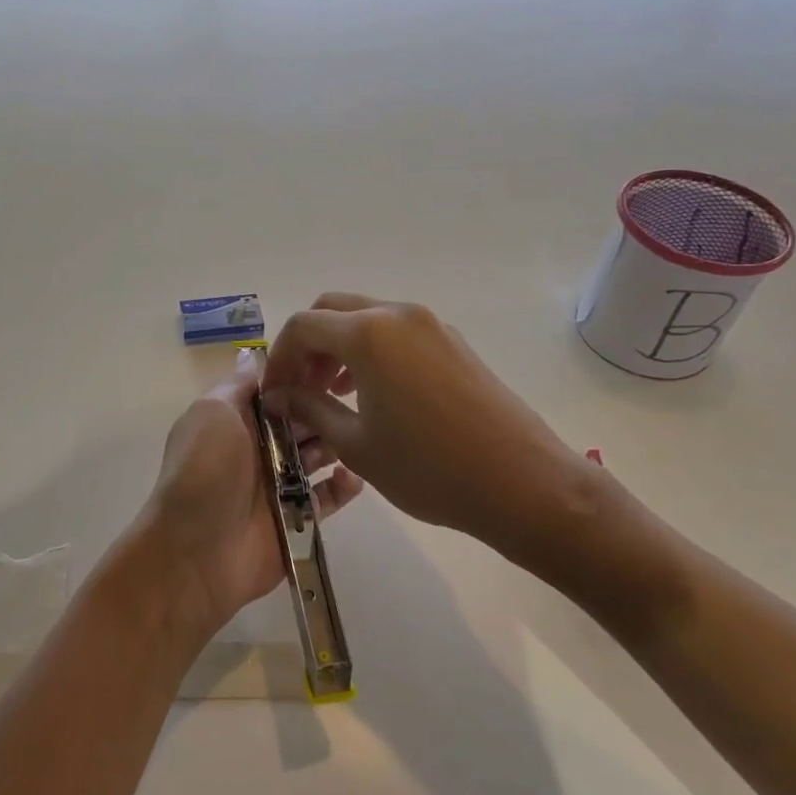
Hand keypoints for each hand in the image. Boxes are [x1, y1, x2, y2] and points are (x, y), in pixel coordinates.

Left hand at [139, 351, 363, 640]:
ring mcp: (278, 485)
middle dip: (324, 408)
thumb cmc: (204, 471)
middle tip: (357, 397)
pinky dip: (343, 486)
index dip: (301, 376)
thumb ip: (237, 385)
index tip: (335, 361)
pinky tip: (355, 476)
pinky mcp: (297, 518)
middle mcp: (258, 448)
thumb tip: (252, 355)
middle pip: (301, 420)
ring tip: (357, 433)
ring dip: (337, 443)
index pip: (275, 390)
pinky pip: (327, 498)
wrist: (195, 552)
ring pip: (318, 455)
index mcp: (236, 420)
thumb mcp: (213, 413)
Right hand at [261, 294, 601, 575]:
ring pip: (366, 318)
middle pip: (332, 310)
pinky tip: (370, 394)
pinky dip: (370, 351)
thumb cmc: (429, 469)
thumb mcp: (356, 445)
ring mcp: (431, 325)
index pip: (302, 326)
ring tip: (331, 394)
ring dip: (338, 347)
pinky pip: (396, 332)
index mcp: (369, 333)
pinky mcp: (453, 343)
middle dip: (307, 346)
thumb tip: (279, 396)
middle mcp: (399, 315)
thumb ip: (310, 410)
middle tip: (299, 389)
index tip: (272, 395)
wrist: (523, 484)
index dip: (278, 358)